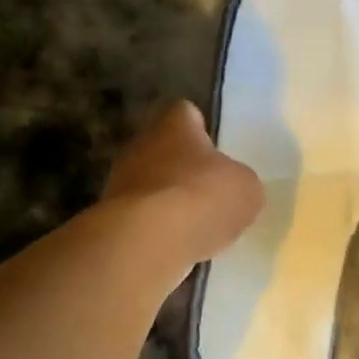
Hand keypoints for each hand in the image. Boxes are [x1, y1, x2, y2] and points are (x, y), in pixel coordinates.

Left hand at [101, 100, 263, 262]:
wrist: (148, 240)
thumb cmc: (202, 198)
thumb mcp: (246, 189)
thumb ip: (240, 183)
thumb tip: (233, 188)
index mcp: (175, 125)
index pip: (185, 112)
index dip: (200, 128)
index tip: (214, 149)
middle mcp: (142, 145)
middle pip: (165, 150)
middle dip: (183, 169)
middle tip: (208, 192)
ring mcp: (120, 182)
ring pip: (151, 185)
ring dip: (169, 202)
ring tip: (194, 226)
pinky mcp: (111, 217)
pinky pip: (141, 218)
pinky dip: (157, 230)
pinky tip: (175, 246)